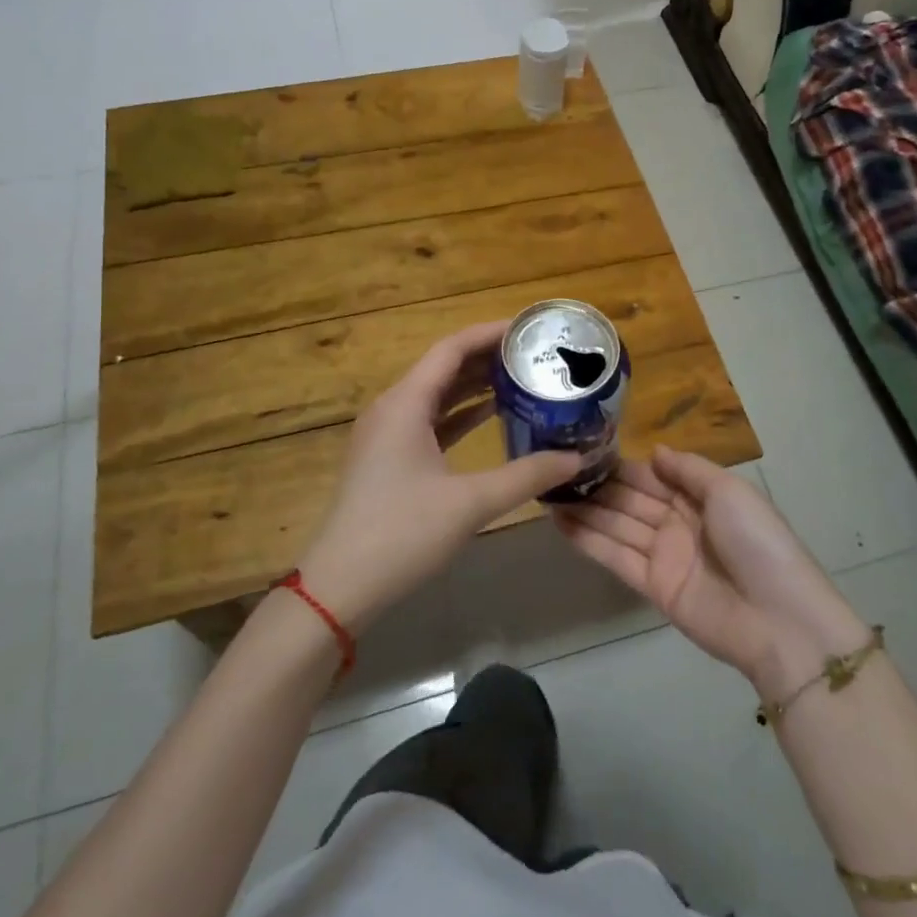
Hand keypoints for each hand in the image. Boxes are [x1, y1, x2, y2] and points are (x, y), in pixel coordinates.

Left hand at [296, 322, 580, 631]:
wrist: (340, 587)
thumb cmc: (402, 534)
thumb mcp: (471, 503)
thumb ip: (527, 475)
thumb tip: (576, 457)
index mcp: (405, 403)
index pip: (452, 348)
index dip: (491, 333)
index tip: (530, 329)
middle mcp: (393, 408)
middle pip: (444, 367)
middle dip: (489, 357)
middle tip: (536, 355)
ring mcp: (387, 434)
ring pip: (437, 395)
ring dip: (476, 385)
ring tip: (523, 378)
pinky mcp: (389, 459)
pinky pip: (430, 420)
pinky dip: (461, 414)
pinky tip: (492, 416)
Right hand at [556, 446, 869, 696]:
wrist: (777, 618)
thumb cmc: (757, 542)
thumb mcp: (729, 491)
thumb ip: (688, 469)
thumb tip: (654, 451)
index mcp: (699, 497)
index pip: (650, 476)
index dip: (620, 465)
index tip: (584, 449)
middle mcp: (677, 522)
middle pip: (630, 499)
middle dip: (596, 486)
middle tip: (553, 469)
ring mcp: (663, 555)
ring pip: (617, 526)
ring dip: (585, 511)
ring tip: (546, 493)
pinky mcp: (652, 586)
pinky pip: (616, 557)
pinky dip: (589, 541)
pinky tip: (560, 523)